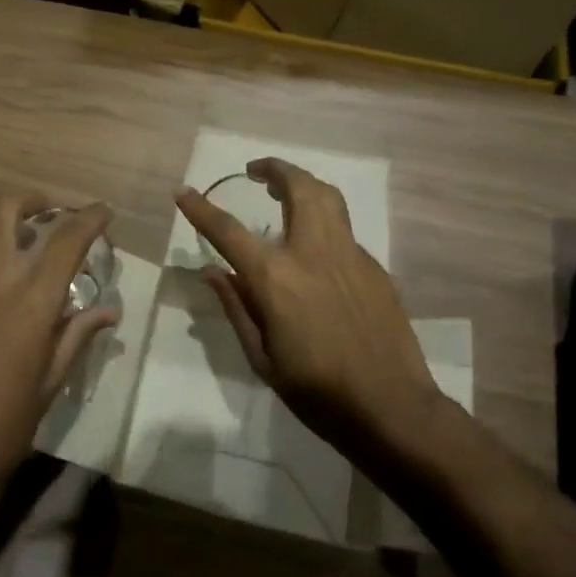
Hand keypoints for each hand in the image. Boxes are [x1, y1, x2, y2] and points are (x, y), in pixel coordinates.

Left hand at [0, 194, 115, 502]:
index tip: (103, 212)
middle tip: (49, 216)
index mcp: (29, 300)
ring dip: (2, 228)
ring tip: (20, 250)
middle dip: (32, 201)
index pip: (67, 238)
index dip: (89, 218)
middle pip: (5, 209)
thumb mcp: (47, 388)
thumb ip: (75, 338)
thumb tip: (106, 312)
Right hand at [175, 159, 438, 454]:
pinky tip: (316, 248)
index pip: (229, 231)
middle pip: (297, 188)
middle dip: (274, 169)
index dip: (202, 209)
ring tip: (286, 190)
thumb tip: (212, 271)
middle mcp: (313, 252)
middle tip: (256, 171)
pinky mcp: (375, 267)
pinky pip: (344, 231)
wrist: (391, 407)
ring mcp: (350, 255)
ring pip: (329, 198)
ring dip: (304, 183)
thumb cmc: (317, 391)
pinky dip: (324, 223)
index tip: (183, 191)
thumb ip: (237, 306)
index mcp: (277, 278)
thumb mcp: (262, 358)